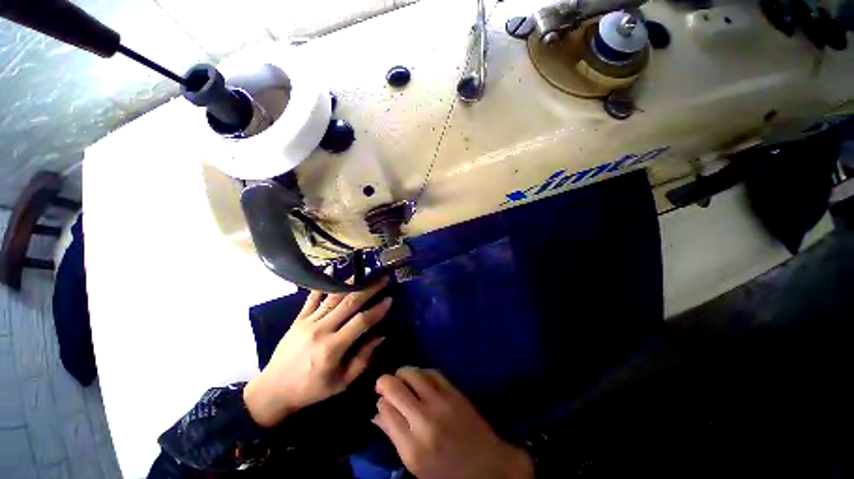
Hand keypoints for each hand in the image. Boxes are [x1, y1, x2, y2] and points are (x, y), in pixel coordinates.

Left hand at [244, 277, 391, 427]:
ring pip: (333, 297)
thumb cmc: (311, 389)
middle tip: (382, 278)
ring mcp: (308, 322)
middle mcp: (321, 330)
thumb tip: (381, 336)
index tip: (390, 299)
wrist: (273, 391)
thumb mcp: (342, 383)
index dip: (377, 309)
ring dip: (351, 283)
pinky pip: (312, 298)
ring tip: (365, 273)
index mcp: (333, 348)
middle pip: (349, 303)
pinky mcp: (298, 319)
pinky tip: (332, 270)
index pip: (361, 322)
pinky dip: (324, 284)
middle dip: (369, 288)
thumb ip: (363, 359)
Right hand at [374, 367, 533, 478]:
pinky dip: (421, 371)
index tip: (380, 401)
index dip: (380, 402)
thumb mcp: (416, 466)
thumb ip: (395, 437)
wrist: (488, 464)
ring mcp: (441, 402)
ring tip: (399, 379)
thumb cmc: (448, 472)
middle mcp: (424, 420)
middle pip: (395, 388)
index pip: (386, 412)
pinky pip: (431, 372)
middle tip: (383, 384)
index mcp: (412, 448)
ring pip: (412, 373)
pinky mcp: (454, 392)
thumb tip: (377, 413)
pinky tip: (418, 378)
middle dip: (384, 382)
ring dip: (401, 373)